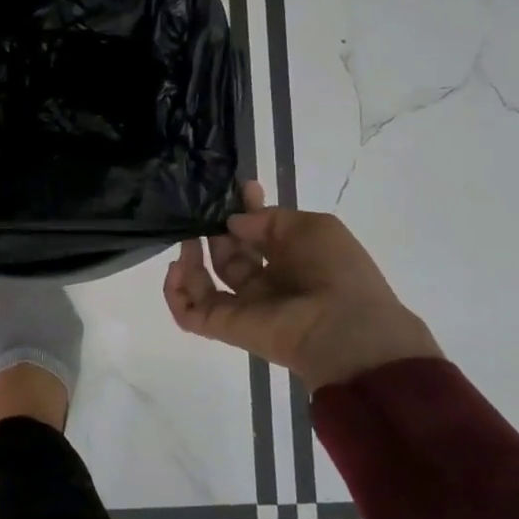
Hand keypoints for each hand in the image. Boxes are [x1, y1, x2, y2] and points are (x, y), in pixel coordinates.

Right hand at [164, 181, 440, 392]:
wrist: (344, 328)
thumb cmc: (335, 271)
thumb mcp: (313, 226)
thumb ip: (269, 218)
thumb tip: (232, 223)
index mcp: (291, 260)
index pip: (257, 234)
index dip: (245, 211)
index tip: (238, 190)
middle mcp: (264, 283)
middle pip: (227, 254)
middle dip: (216, 230)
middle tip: (207, 214)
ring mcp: (242, 306)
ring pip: (203, 281)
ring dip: (190, 258)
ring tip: (190, 240)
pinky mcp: (223, 326)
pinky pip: (188, 313)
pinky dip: (174, 292)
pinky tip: (177, 268)